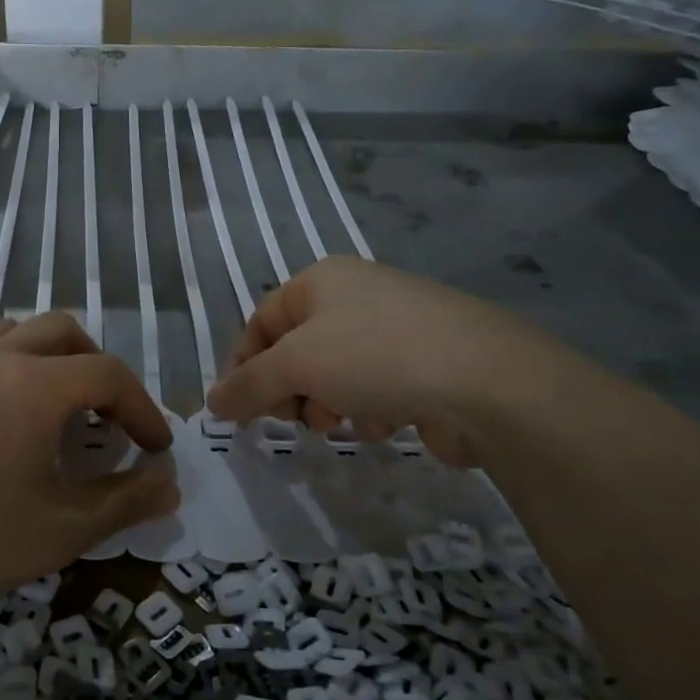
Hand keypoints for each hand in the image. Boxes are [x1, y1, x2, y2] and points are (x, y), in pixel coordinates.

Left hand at [0, 312, 178, 631]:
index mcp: (38, 385)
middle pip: (65, 331)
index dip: (143, 410)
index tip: (156, 451)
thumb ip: (125, 501)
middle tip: (107, 421)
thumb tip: (171, 484)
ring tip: (55, 406)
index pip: (110, 375)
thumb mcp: (62, 531)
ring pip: (13, 331)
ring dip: (48, 357)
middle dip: (99, 369)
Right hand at [205, 256, 567, 463]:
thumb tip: (211, 403)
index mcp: (322, 280)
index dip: (243, 366)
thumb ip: (246, 385)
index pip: (260, 322)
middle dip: (292, 390)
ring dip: (331, 404)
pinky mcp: (428, 362)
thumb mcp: (295, 366)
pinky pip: (376, 387)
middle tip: (297, 417)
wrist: (487, 382)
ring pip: (335, 375)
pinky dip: (371, 408)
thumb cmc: (375, 356)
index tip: (239, 410)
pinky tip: (389, 420)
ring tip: (348, 419)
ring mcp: (397, 327)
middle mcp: (358, 295)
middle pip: (297, 351)